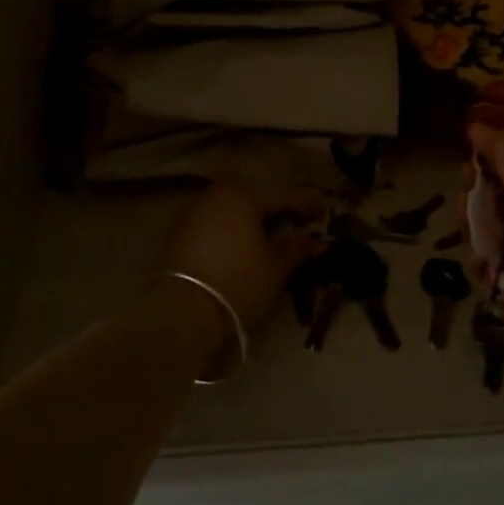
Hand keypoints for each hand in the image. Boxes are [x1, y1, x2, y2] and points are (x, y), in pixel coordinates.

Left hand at [163, 182, 322, 331]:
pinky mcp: (179, 231)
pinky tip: (241, 248)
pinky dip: (232, 230)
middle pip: (256, 198)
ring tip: (269, 240)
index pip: (284, 196)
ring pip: (233, 210)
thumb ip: (298, 248)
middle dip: (277, 211)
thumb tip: (319, 243)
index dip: (308, 205)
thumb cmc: (239, 282)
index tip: (324, 215)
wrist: (182, 311)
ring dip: (252, 221)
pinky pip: (215, 223)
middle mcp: (216, 193)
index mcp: (243, 194)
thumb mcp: (276, 266)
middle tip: (296, 227)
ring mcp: (193, 211)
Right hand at [467, 125, 503, 383]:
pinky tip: (479, 259)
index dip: (499, 149)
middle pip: (496, 195)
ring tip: (465, 213)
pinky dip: (475, 259)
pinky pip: (479, 265)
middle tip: (465, 176)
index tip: (472, 131)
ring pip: (482, 227)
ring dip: (471, 217)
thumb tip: (497, 135)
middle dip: (478, 183)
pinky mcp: (503, 289)